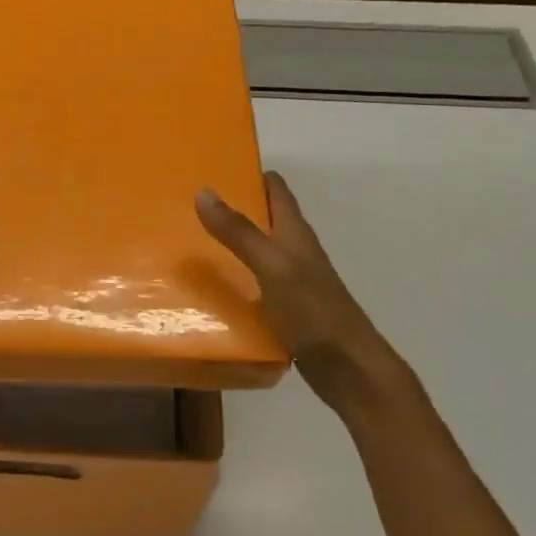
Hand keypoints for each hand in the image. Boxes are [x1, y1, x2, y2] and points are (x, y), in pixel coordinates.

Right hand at [196, 172, 420, 418]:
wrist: (349, 369)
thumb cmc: (314, 312)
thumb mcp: (272, 266)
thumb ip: (239, 232)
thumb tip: (203, 191)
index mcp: (295, 233)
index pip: (275, 189)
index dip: (249, 173)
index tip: (212, 166)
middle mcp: (294, 251)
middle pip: (262, 219)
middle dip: (230, 208)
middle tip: (186, 204)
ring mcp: (290, 282)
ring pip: (255, 252)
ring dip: (228, 244)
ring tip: (187, 241)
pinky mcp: (285, 310)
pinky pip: (252, 285)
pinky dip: (232, 280)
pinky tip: (207, 290)